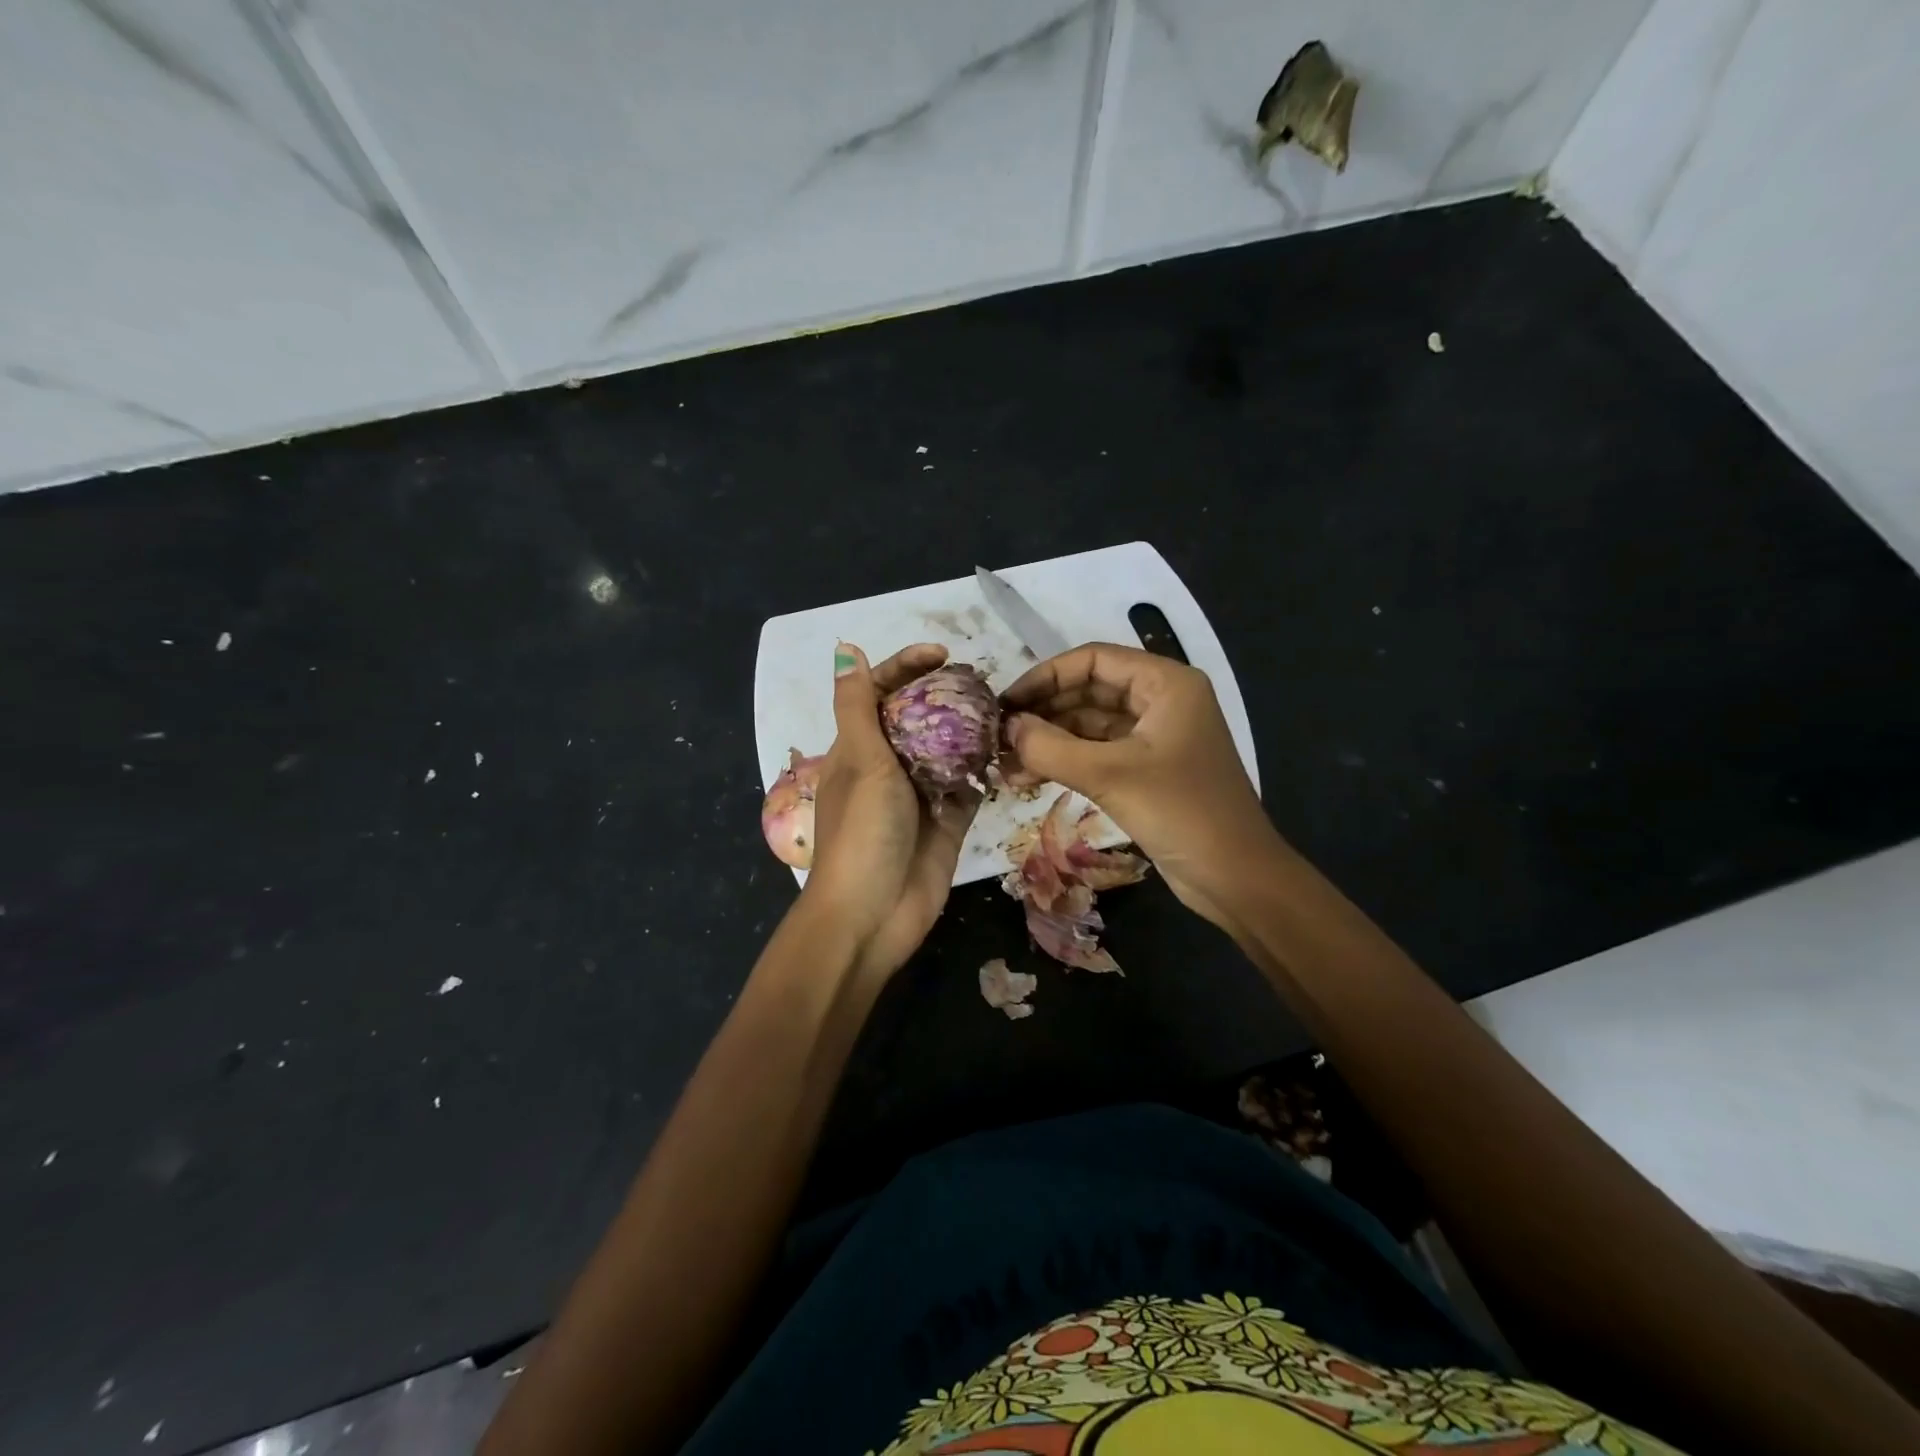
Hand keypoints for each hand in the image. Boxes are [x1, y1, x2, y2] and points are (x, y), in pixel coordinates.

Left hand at [801, 642, 980, 978]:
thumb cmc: (861, 831)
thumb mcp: (860, 760)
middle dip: (947, 696)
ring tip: (1003, 710)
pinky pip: (968, 787)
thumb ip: (858, 706)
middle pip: (919, 717)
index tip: (942, 654)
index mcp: (857, 748)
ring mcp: (919, 795)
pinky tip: (1009, 752)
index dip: (906, 666)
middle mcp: (887, 766)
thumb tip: (844, 648)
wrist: (872, 915)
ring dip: (971, 731)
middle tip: (984, 683)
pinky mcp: (947, 822)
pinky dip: (985, 770)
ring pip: (948, 750)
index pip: (879, 692)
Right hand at [1000, 643, 1281, 933]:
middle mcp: (1161, 701)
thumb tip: (1007, 727)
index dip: (1045, 676)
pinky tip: (1029, 777)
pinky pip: (1099, 753)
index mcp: (1166, 683)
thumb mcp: (1110, 775)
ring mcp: (1156, 737)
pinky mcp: (1149, 770)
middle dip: (1044, 712)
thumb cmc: (1181, 812)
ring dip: (1050, 740)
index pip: (1093, 660)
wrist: (1236, 877)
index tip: (1006, 702)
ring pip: (1091, 725)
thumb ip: (1051, 747)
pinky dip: (1067, 762)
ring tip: (1005, 762)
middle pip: (1089, 690)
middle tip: (998, 735)